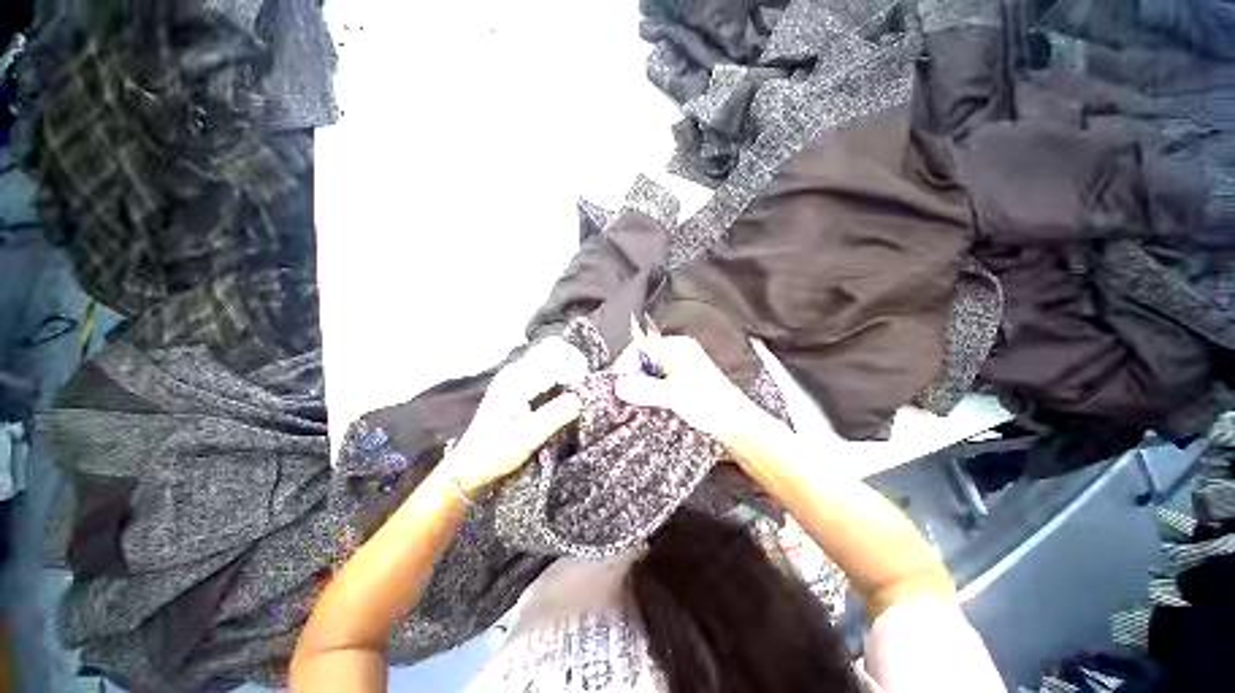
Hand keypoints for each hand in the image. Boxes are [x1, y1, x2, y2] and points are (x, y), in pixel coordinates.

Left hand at [446, 338, 585, 495]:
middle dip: (572, 363)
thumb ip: (556, 414)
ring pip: (549, 358)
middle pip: (552, 350)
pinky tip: (563, 394)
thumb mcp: (528, 437)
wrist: (468, 468)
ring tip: (576, 390)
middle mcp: (515, 371)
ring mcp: (514, 377)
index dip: (575, 366)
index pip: (554, 356)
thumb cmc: (496, 453)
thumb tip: (581, 398)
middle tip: (583, 386)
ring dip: (566, 369)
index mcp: (516, 379)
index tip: (585, 386)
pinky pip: (543, 370)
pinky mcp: (516, 387)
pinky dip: (558, 376)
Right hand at [614, 335, 772, 449]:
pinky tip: (647, 406)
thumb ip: (645, 389)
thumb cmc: (712, 405)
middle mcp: (677, 353)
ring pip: (647, 374)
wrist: (735, 425)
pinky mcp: (679, 384)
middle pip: (643, 360)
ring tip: (633, 403)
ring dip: (638, 388)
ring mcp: (678, 368)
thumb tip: (618, 385)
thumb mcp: (674, 395)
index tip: (614, 385)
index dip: (625, 365)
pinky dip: (647, 394)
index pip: (641, 348)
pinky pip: (655, 384)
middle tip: (621, 397)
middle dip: (631, 378)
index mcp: (677, 347)